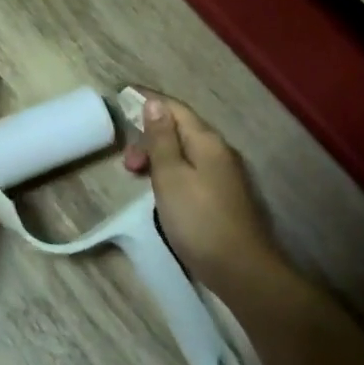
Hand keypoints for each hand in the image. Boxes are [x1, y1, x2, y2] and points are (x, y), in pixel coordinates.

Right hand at [124, 95, 279, 293]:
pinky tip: (161, 190)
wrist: (241, 270)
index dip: (149, 100)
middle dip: (149, 136)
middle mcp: (219, 150)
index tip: (122, 95)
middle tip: (127, 163)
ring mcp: (224, 174)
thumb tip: (154, 103)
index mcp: (206, 140)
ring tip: (138, 177)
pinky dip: (171, 171)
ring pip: (185, 152)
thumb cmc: (198, 220)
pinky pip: (192, 169)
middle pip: (180, 130)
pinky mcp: (224, 196)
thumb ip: (162, 139)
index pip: (175, 108)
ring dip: (158, 157)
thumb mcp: (170, 176)